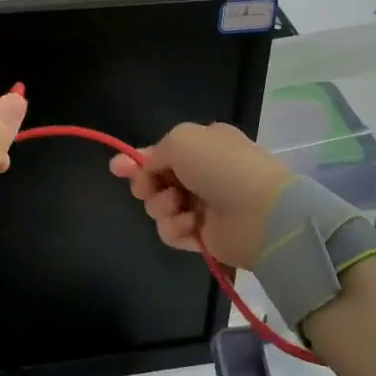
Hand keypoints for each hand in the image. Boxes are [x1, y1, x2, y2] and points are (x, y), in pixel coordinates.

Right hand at [108, 122, 291, 268]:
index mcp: (203, 145)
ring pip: (159, 207)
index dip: (137, 160)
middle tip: (148, 188)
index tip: (116, 168)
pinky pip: (171, 232)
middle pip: (155, 180)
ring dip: (162, 206)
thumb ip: (155, 152)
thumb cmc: (221, 166)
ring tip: (179, 206)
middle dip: (146, 184)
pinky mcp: (202, 236)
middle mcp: (202, 173)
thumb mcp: (182, 139)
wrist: (260, 212)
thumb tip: (146, 166)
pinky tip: (192, 225)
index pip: (162, 152)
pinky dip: (176, 228)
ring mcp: (202, 206)